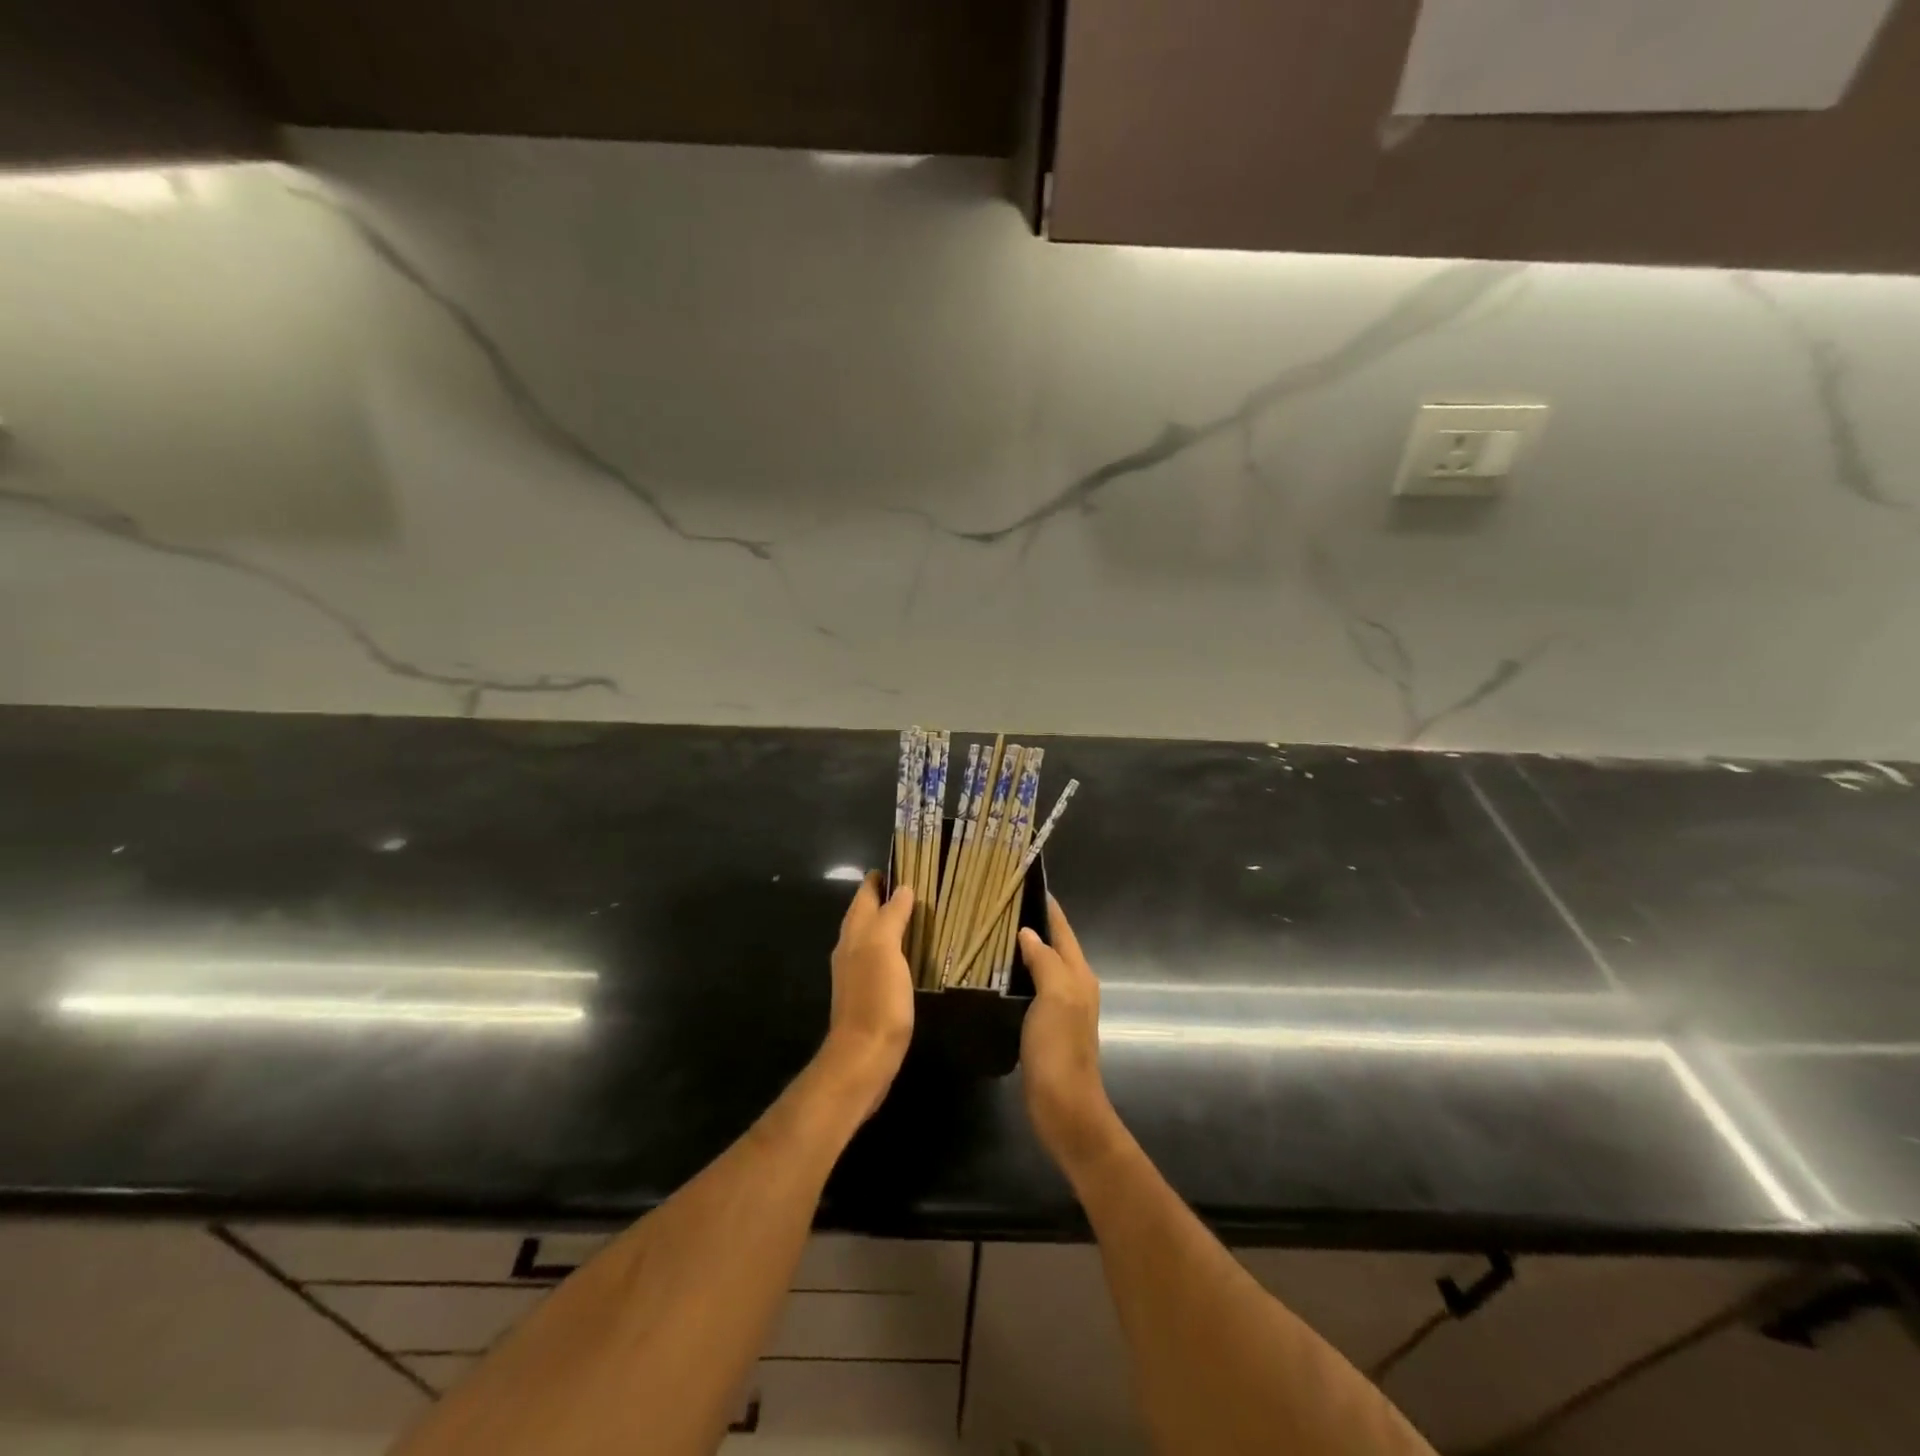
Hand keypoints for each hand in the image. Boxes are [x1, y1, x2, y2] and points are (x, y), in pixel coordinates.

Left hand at [820, 873, 915, 1117]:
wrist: (864, 1057)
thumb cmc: (876, 999)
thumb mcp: (885, 950)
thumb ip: (892, 917)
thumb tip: (902, 889)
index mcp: (855, 933)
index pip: (865, 894)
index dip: (880, 878)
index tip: (902, 862)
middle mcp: (850, 948)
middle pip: (865, 913)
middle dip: (884, 896)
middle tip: (915, 885)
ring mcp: (856, 972)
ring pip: (871, 935)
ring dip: (889, 921)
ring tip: (916, 914)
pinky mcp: (867, 993)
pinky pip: (879, 957)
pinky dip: (893, 946)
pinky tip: (909, 954)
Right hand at [1018, 896, 1116, 1164]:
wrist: (1063, 1106)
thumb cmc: (1060, 1048)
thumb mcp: (1056, 997)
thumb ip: (1045, 961)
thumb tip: (1028, 933)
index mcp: (1078, 975)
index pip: (1063, 929)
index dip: (1048, 906)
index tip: (1024, 881)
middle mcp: (1073, 986)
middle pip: (1053, 945)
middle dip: (1032, 922)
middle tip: (997, 904)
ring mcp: (1058, 1007)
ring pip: (1040, 966)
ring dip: (1021, 949)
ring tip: (989, 932)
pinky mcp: (1043, 1026)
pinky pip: (1029, 989)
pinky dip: (1015, 975)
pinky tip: (992, 974)